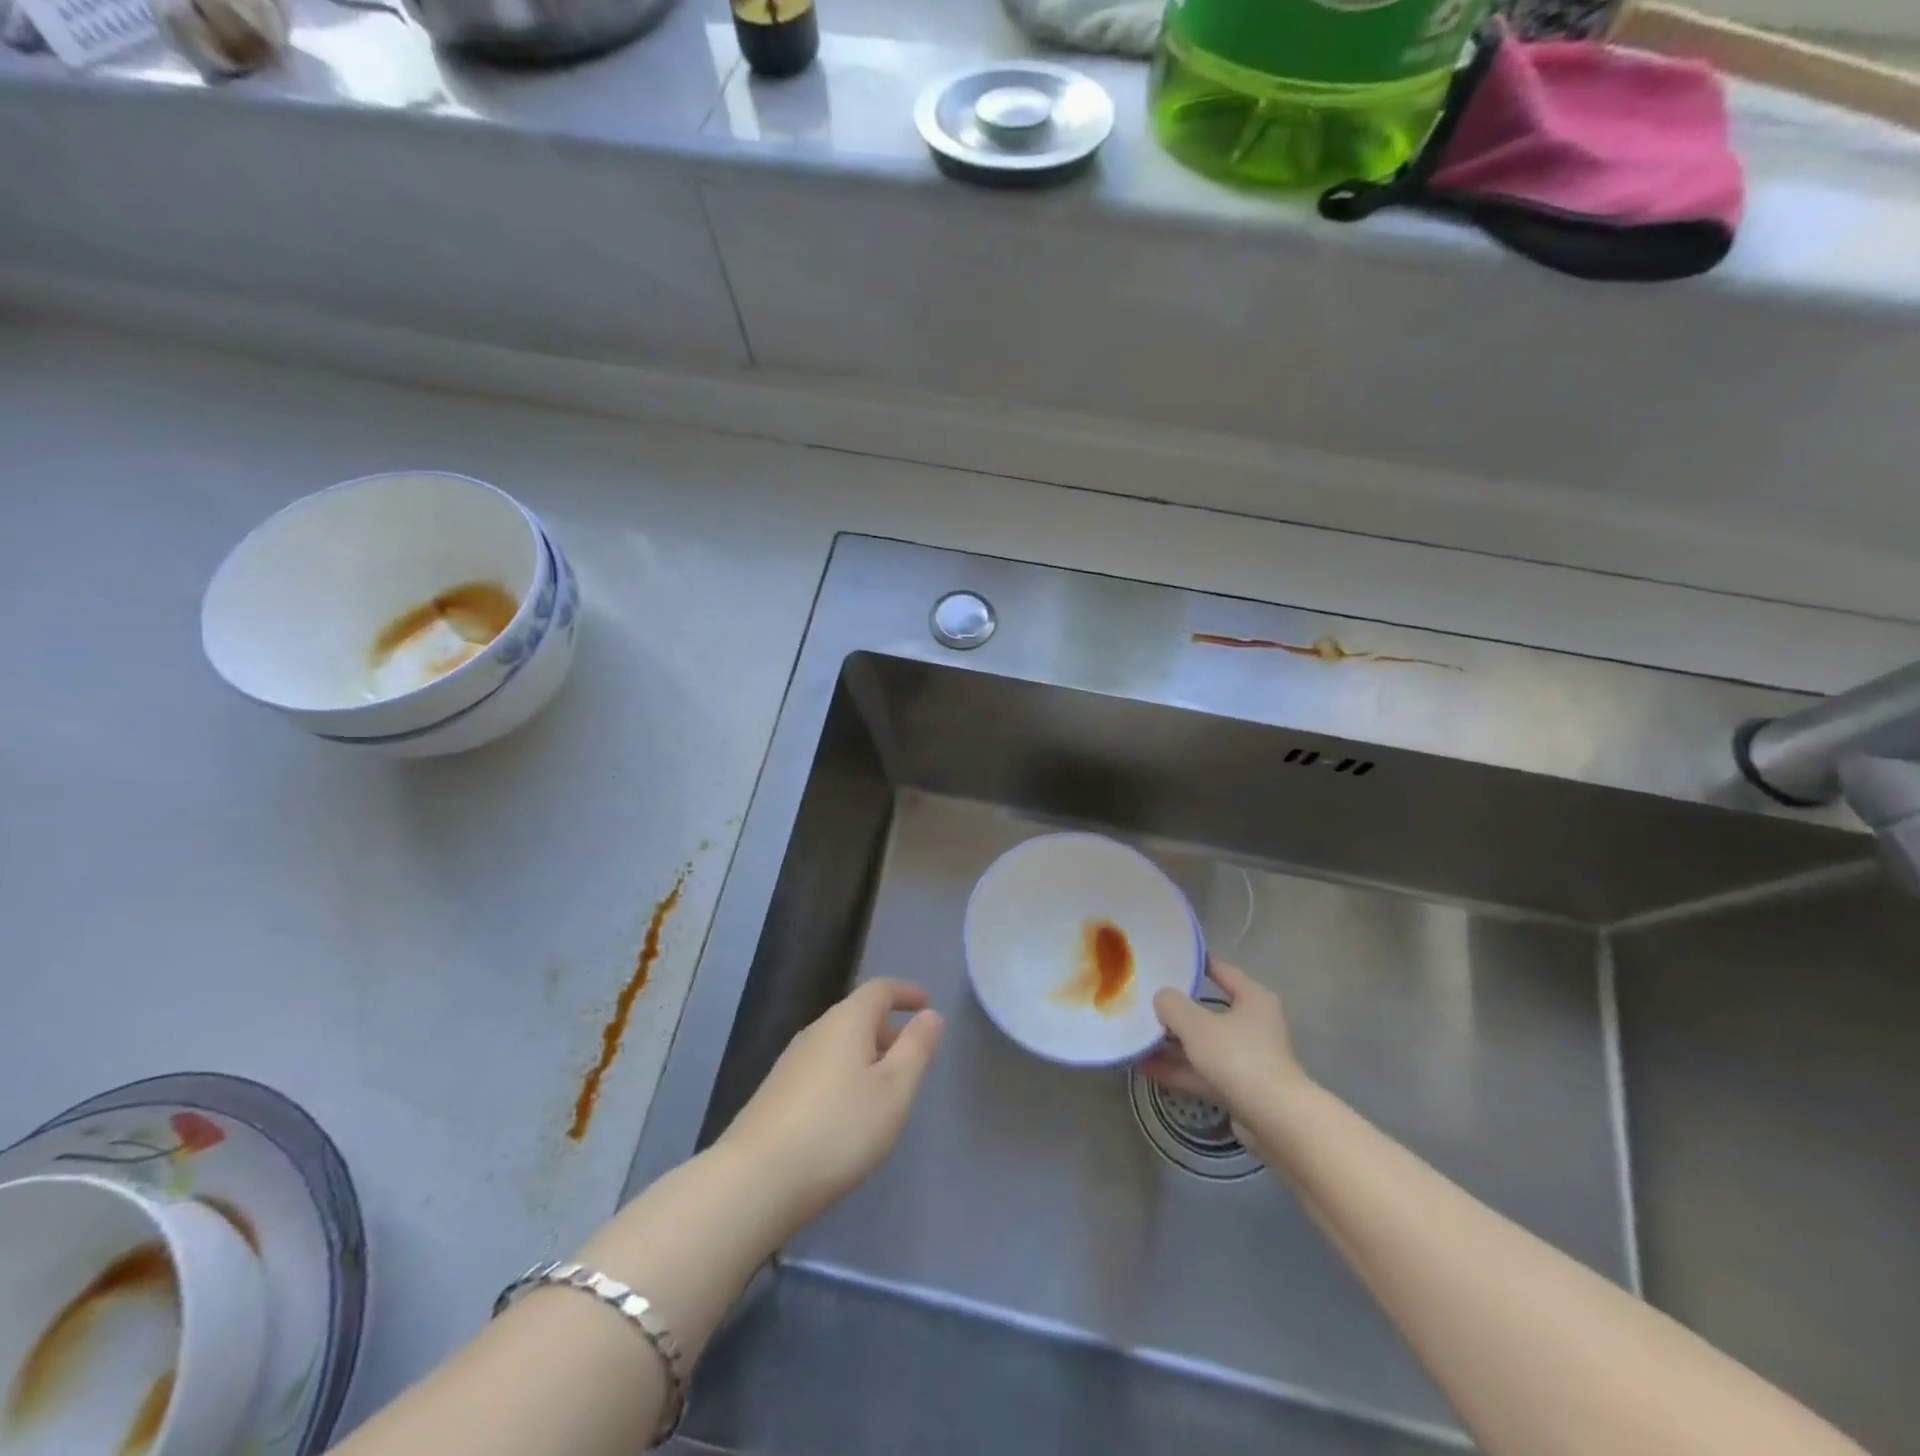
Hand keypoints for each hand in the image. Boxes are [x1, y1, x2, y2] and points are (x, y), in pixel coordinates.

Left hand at [719, 978, 944, 1233]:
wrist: (755, 1180)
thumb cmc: (839, 1129)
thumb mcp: (893, 1091)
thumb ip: (916, 1049)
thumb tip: (930, 1014)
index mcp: (846, 1021)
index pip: (879, 989)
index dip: (905, 992)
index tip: (926, 1003)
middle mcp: (816, 1031)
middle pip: (857, 1015)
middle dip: (888, 1028)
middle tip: (913, 1052)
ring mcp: (791, 1062)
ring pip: (839, 1043)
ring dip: (866, 1053)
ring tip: (887, 1085)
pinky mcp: (777, 1092)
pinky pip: (822, 1066)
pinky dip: (846, 1073)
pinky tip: (850, 1110)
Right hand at [1144, 960, 1308, 1121]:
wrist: (1276, 1121)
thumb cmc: (1239, 1058)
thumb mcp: (1196, 1025)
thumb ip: (1172, 1005)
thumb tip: (1161, 998)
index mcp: (1253, 998)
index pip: (1221, 970)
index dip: (1193, 964)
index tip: (1165, 962)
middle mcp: (1253, 1025)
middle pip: (1208, 1011)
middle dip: (1175, 1011)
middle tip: (1143, 1003)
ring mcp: (1247, 1058)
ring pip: (1202, 1045)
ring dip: (1171, 1045)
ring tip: (1136, 1039)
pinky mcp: (1240, 1088)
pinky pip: (1203, 1071)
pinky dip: (1178, 1069)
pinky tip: (1146, 1068)